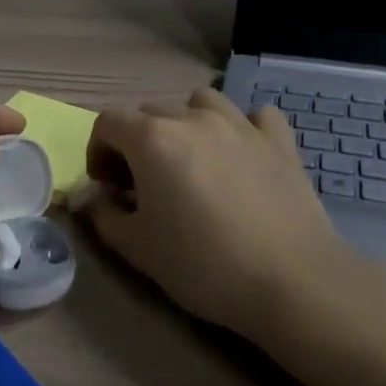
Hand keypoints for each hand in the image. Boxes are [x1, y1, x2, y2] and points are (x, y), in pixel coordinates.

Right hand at [81, 88, 372, 335]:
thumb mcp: (137, 248)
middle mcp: (193, 119)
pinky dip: (242, 128)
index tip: (108, 186)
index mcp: (152, 139)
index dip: (98, 151)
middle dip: (137, 142)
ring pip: (200, 102)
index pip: (108, 123)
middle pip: (150, 112)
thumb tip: (94, 201)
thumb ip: (104, 216)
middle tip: (145, 183)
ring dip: (186, 124)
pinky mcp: (280, 141)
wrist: (292, 282)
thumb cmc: (203, 264)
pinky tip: (242, 155)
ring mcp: (240, 124)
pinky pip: (255, 116)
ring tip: (192, 161)